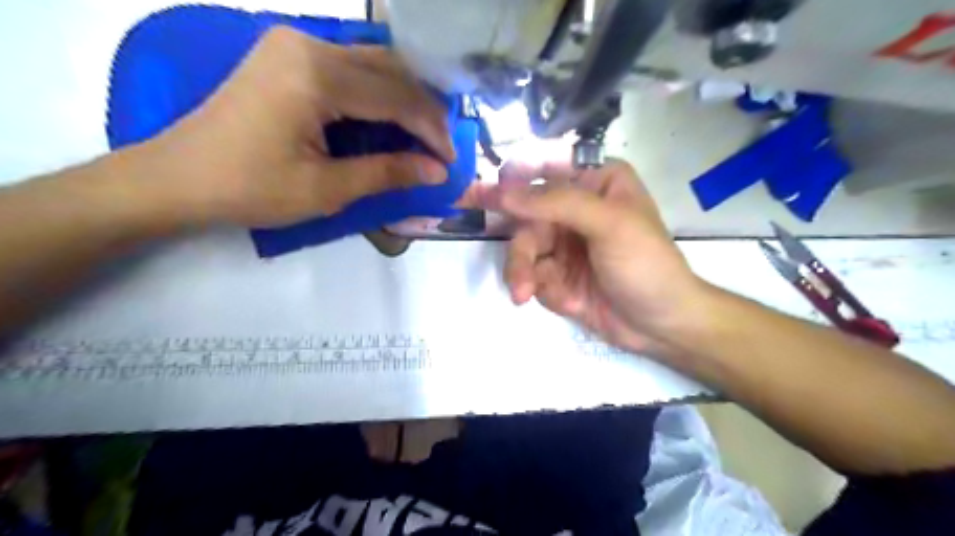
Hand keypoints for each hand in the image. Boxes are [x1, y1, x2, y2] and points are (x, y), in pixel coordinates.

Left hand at [145, 25, 454, 224]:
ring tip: (424, 134)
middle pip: (390, 69)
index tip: (452, 160)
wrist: (178, 177)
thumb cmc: (251, 188)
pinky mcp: (286, 53)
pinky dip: (378, 92)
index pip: (397, 96)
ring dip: (405, 97)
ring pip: (373, 62)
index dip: (431, 129)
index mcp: (317, 75)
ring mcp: (294, 43)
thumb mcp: (327, 189)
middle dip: (424, 109)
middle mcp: (308, 44)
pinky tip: (391, 116)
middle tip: (442, 146)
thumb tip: (437, 170)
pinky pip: (350, 65)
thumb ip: (387, 173)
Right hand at [497, 159, 702, 350]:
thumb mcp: (609, 224)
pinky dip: (545, 291)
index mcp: (595, 182)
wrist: (662, 324)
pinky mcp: (558, 274)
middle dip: (520, 249)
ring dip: (523, 273)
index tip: (476, 195)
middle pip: (526, 217)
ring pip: (524, 249)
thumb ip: (556, 202)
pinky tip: (570, 303)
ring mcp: (565, 242)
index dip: (510, 180)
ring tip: (525, 294)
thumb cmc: (646, 264)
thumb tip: (503, 191)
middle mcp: (575, 207)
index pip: (543, 169)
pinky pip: (533, 275)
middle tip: (515, 274)